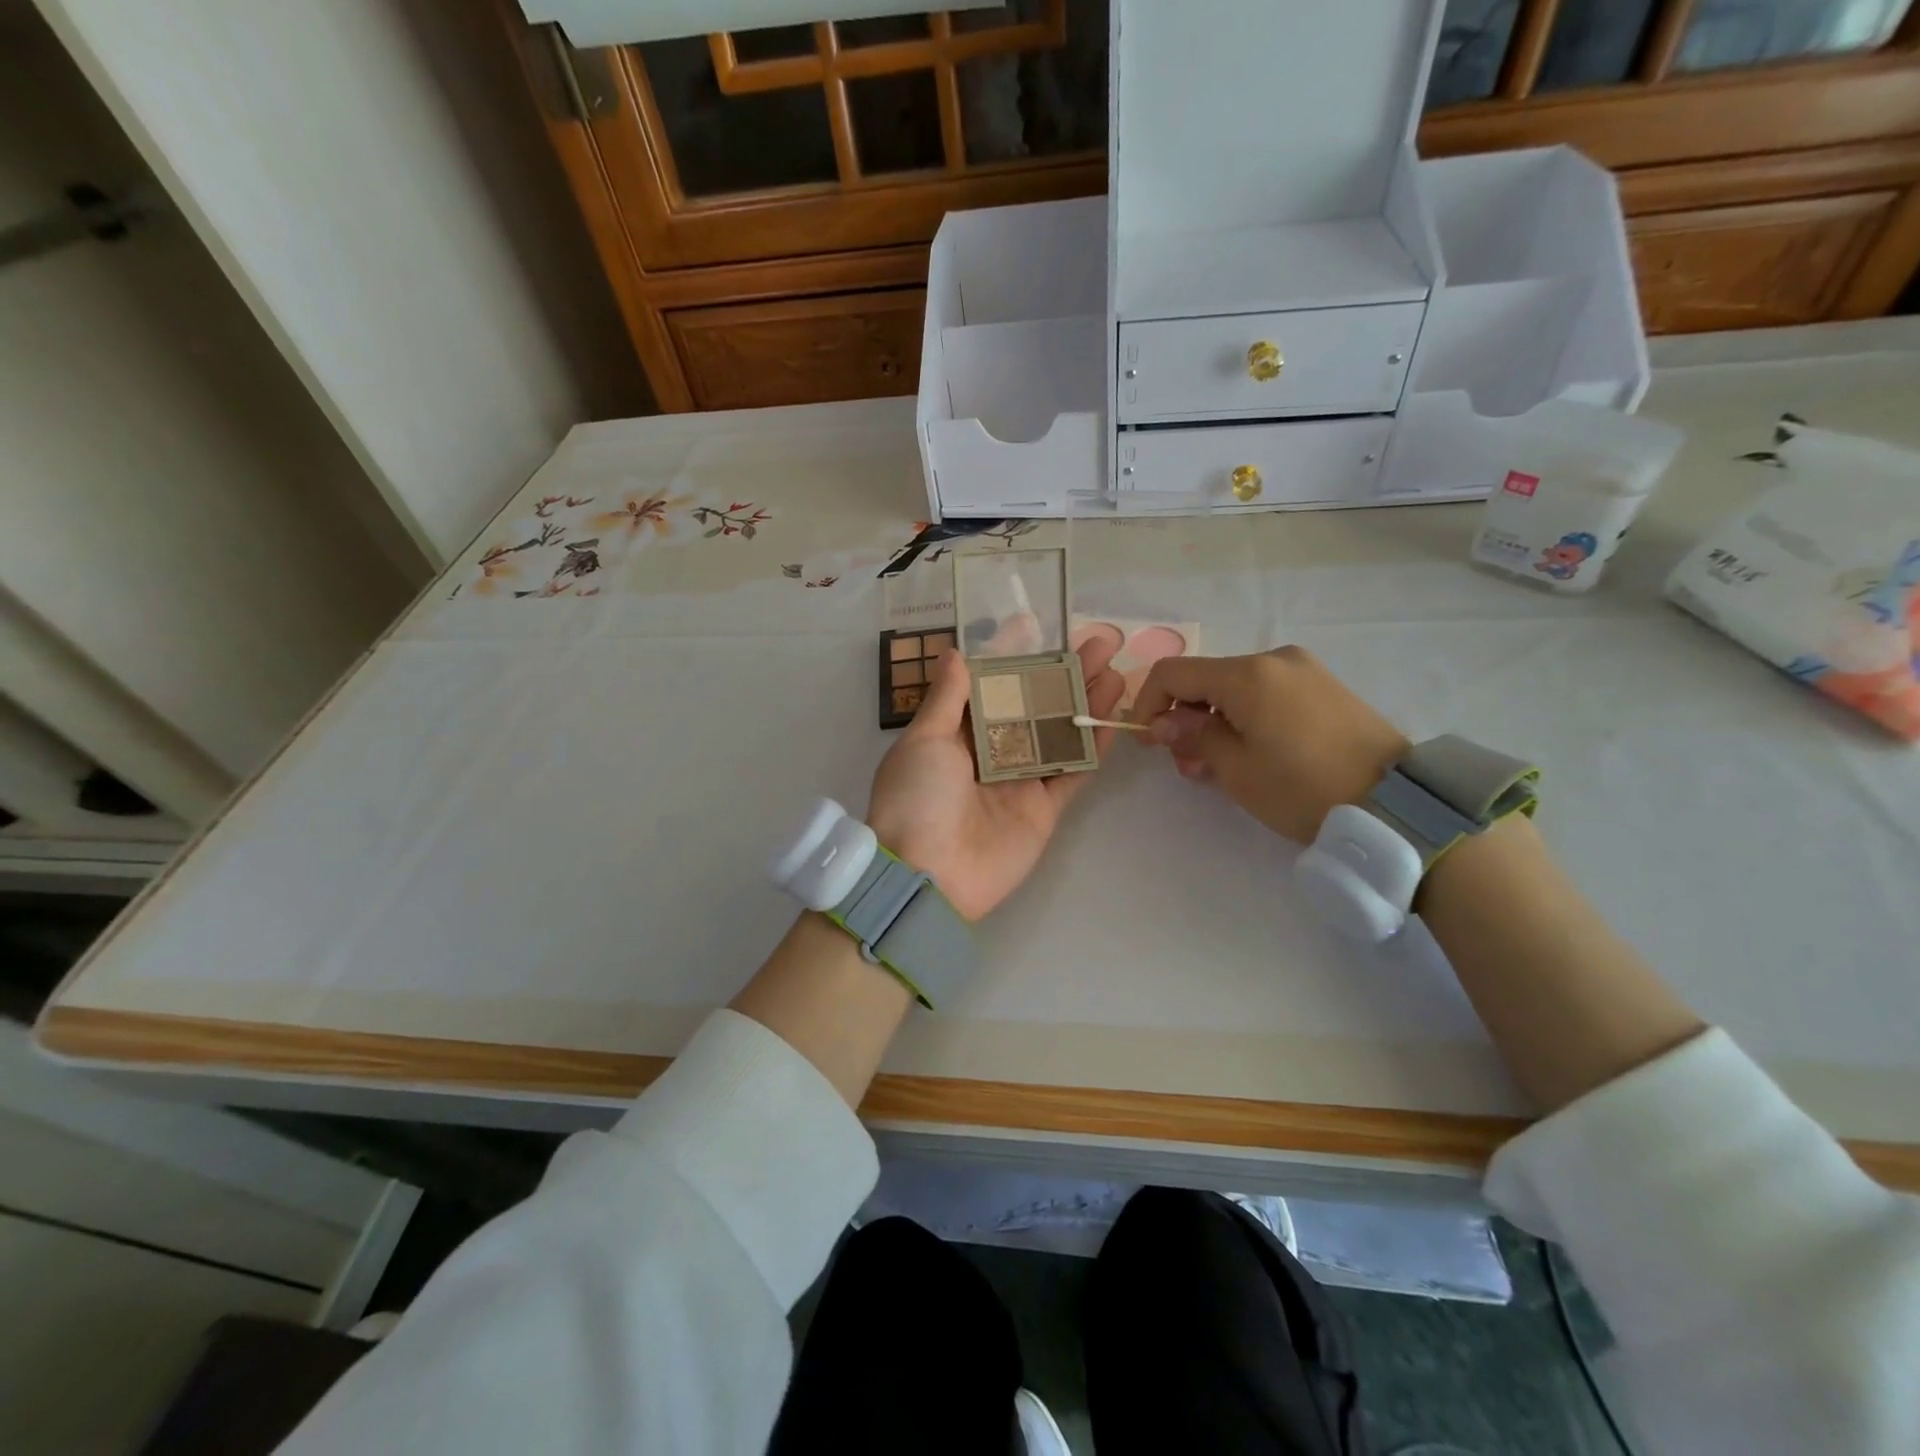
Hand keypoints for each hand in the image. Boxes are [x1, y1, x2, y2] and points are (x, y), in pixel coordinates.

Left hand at [866, 638, 1125, 919]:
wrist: (928, 876)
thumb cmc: (917, 798)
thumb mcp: (923, 740)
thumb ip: (947, 697)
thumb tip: (955, 652)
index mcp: (955, 733)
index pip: (991, 685)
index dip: (1014, 655)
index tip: (1038, 625)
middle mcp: (990, 753)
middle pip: (1034, 704)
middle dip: (1064, 672)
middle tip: (1099, 641)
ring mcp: (1020, 781)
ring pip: (1060, 733)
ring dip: (1085, 703)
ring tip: (1115, 669)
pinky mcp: (1044, 809)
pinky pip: (1073, 773)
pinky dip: (1094, 749)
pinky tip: (1114, 718)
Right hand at [1131, 647, 1409, 843]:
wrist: (1396, 804)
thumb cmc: (1302, 787)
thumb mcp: (1235, 769)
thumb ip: (1192, 736)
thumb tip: (1164, 722)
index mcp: (1247, 674)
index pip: (1173, 673)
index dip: (1148, 703)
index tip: (1147, 741)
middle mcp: (1274, 660)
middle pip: (1206, 679)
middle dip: (1184, 718)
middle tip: (1185, 765)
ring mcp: (1304, 671)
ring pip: (1235, 689)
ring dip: (1213, 721)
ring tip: (1215, 766)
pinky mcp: (1324, 688)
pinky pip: (1266, 694)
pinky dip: (1245, 718)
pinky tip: (1250, 753)